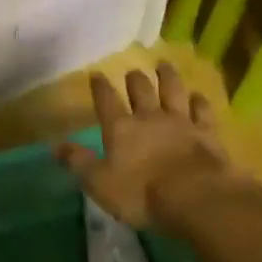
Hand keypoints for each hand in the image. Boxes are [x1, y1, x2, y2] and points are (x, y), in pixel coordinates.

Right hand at [56, 63, 246, 230]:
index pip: (106, 101)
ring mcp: (181, 122)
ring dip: (167, 77)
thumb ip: (78, 162)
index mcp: (121, 128)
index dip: (100, 87)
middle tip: (132, 71)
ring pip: (172, 91)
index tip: (96, 74)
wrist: (195, 196)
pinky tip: (198, 96)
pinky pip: (202, 111)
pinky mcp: (207, 133)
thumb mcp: (99, 183)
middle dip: (134, 79)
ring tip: (163, 65)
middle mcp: (149, 117)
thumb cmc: (141, 193)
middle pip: (140, 90)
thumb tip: (55, 146)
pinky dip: (200, 102)